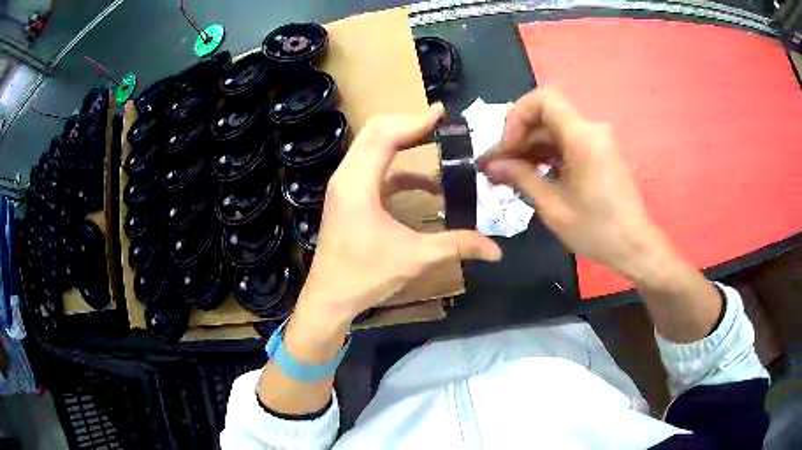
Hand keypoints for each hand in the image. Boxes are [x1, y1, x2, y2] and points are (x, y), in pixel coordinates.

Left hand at [296, 104, 501, 328]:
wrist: (329, 298)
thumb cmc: (365, 276)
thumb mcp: (415, 258)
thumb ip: (457, 246)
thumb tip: (497, 251)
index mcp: (358, 183)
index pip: (385, 136)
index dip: (414, 121)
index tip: (441, 114)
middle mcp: (346, 177)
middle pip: (374, 132)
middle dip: (407, 124)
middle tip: (439, 125)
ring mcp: (344, 186)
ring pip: (370, 147)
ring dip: (401, 142)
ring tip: (434, 142)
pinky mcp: (348, 197)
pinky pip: (373, 169)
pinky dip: (398, 169)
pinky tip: (427, 186)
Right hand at [477, 88, 664, 278]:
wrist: (633, 246)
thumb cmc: (596, 230)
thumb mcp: (553, 207)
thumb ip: (521, 178)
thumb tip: (491, 165)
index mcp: (582, 138)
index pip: (544, 99)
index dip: (518, 116)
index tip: (508, 147)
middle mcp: (591, 130)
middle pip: (546, 116)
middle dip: (518, 136)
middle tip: (496, 165)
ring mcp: (596, 141)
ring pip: (554, 129)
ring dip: (530, 147)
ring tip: (508, 173)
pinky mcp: (598, 153)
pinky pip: (566, 142)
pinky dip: (546, 153)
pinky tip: (531, 174)